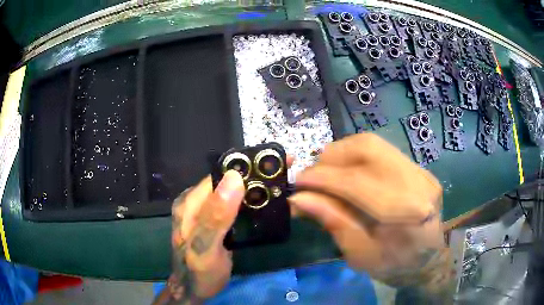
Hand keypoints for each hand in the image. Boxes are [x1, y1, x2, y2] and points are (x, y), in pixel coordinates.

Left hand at [165, 157, 294, 303]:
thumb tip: (233, 178)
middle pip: (228, 180)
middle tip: (284, 174)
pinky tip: (265, 204)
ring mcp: (206, 211)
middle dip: (255, 175)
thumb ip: (216, 217)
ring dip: (255, 188)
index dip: (247, 167)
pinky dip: (250, 202)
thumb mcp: (206, 248)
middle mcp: (197, 201)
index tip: (274, 162)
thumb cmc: (198, 272)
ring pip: (233, 191)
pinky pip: (234, 205)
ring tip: (279, 186)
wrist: (193, 289)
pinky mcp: (215, 221)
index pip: (221, 175)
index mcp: (191, 202)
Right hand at [289, 133, 452, 295]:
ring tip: (326, 173)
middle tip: (312, 175)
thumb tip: (299, 198)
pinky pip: (381, 150)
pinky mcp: (418, 168)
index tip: (298, 181)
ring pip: (373, 144)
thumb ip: (332, 221)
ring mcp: (421, 171)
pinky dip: (356, 156)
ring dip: (341, 153)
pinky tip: (346, 172)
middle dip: (331, 157)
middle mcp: (418, 182)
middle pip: (368, 149)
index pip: (358, 182)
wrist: (427, 261)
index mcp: (407, 213)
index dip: (323, 178)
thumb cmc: (393, 266)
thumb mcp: (359, 254)